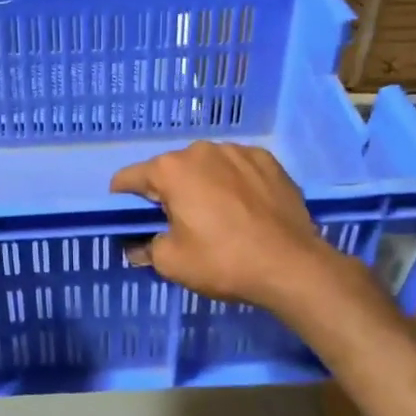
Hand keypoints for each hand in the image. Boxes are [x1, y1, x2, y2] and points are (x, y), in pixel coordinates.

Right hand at [110, 141, 347, 312]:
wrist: (292, 266)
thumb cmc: (223, 261)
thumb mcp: (171, 262)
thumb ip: (145, 247)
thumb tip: (137, 245)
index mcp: (170, 170)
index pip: (129, 177)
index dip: (123, 199)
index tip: (130, 218)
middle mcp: (200, 150)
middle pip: (170, 170)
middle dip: (168, 192)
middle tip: (179, 224)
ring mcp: (237, 151)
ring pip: (205, 166)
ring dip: (202, 185)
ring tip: (217, 216)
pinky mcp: (267, 160)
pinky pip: (237, 168)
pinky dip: (233, 183)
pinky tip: (244, 209)